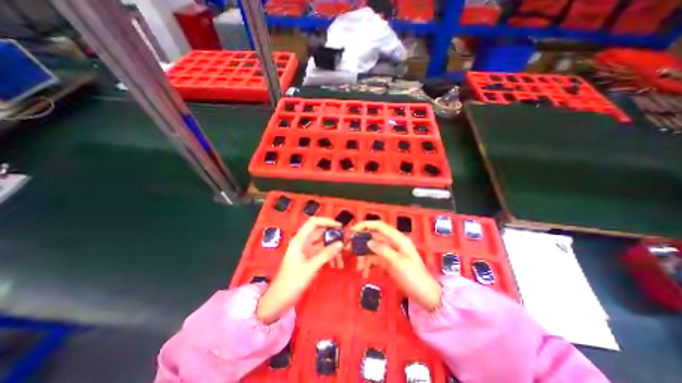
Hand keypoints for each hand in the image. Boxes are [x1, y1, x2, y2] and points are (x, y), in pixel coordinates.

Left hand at [256, 217, 339, 323]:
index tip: (339, 226)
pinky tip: (337, 263)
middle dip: (333, 235)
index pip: (313, 222)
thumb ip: (326, 254)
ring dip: (333, 247)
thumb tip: (341, 243)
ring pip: (322, 243)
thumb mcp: (311, 267)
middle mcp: (303, 242)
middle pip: (320, 232)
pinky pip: (322, 253)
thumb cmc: (292, 281)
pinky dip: (329, 256)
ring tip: (344, 254)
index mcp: (300, 240)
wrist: (279, 299)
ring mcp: (306, 250)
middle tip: (346, 240)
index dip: (326, 221)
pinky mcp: (309, 259)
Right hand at [352, 219, 441, 312]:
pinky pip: (375, 259)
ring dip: (364, 256)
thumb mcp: (398, 263)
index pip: (379, 226)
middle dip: (361, 242)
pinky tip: (365, 273)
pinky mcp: (388, 262)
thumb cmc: (414, 278)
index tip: (352, 231)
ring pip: (373, 248)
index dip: (365, 225)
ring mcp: (390, 253)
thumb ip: (382, 250)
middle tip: (349, 249)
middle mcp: (393, 243)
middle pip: (374, 237)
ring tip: (359, 268)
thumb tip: (368, 241)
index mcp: (398, 239)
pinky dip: (369, 264)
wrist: (426, 296)